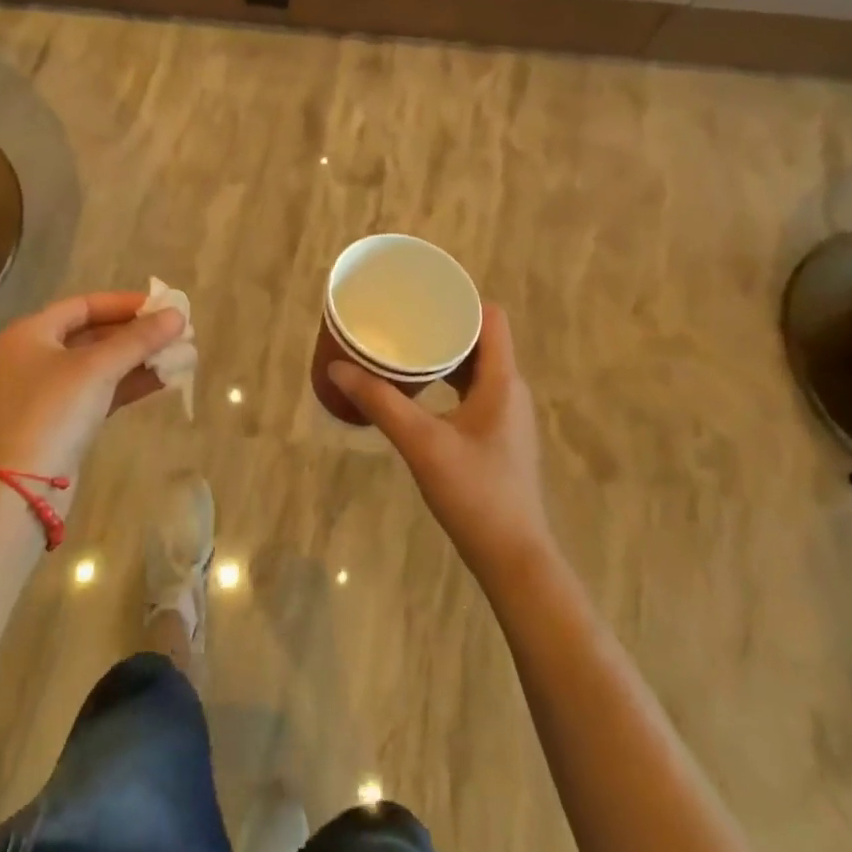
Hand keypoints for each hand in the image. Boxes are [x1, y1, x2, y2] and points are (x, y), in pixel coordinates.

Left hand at [0, 292, 185, 491]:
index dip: (124, 303)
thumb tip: (178, 314)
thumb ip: (139, 339)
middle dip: (136, 333)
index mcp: (31, 333)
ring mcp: (47, 391)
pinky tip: (163, 380)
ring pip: (100, 365)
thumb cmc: (53, 411)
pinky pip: (100, 391)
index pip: (84, 305)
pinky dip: (129, 384)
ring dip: (138, 359)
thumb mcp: (98, 368)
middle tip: (176, 332)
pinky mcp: (62, 421)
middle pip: (93, 334)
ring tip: (179, 354)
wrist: (21, 488)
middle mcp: (35, 356)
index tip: (162, 306)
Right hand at [329, 305, 553, 587]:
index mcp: (502, 381)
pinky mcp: (497, 436)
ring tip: (403, 347)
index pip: (491, 318)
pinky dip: (447, 381)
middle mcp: (509, 390)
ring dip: (443, 354)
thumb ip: (380, 402)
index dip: (460, 299)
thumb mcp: (422, 444)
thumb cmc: (475, 494)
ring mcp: (506, 415)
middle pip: (480, 340)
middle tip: (401, 318)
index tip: (422, 293)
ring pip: (475, 367)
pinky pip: (472, 391)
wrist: (513, 558)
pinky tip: (418, 391)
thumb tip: (338, 367)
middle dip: (442, 325)